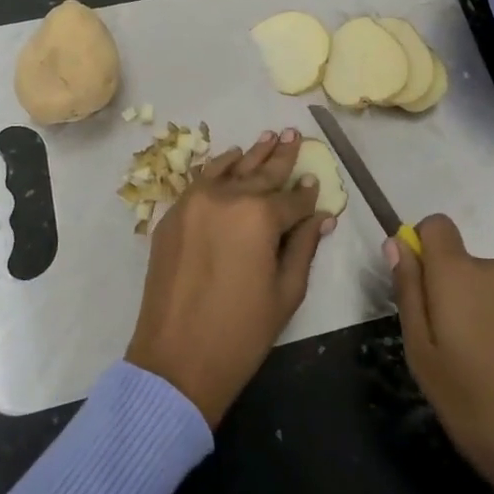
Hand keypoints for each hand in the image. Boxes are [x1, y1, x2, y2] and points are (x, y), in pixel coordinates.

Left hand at [126, 129, 334, 427]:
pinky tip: (232, 158)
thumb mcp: (286, 292)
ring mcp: (195, 202)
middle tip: (294, 134)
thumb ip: (303, 246)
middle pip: (261, 173)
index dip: (307, 195)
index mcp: (260, 217)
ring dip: (252, 154)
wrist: (175, 359)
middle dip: (281, 156)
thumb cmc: (241, 332)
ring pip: (230, 168)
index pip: (292, 200)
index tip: (316, 182)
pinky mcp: (173, 214)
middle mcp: (227, 198)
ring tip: (269, 137)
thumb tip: (320, 217)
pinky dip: (218, 167)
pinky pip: (201, 180)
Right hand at [389, 216, 493, 493]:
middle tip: (438, 345)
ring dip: (469, 309)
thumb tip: (396, 244)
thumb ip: (408, 292)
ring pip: (480, 285)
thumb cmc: (475, 404)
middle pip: (456, 259)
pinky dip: (493, 323)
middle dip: (442, 288)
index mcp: (458, 272)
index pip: (435, 224)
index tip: (415, 289)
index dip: (419, 246)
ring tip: (470, 365)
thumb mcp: (422, 353)